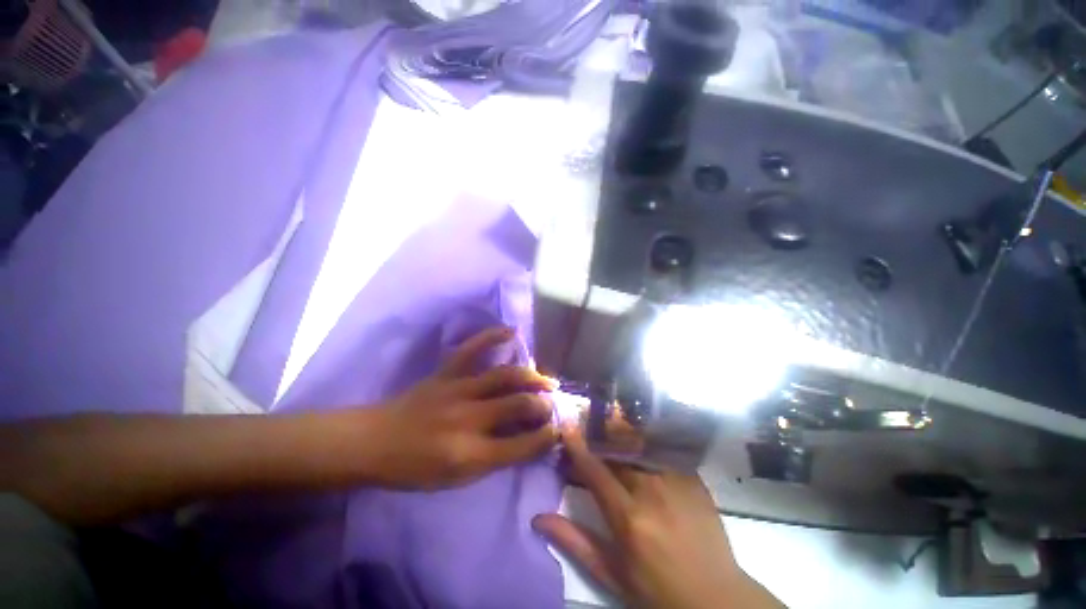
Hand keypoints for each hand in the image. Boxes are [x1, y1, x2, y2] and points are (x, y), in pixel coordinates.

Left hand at [368, 327, 558, 488]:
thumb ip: (495, 460)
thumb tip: (528, 441)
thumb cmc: (414, 469)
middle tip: (554, 404)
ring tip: (546, 380)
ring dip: (531, 376)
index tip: (558, 430)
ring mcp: (457, 390)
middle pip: (518, 405)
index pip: (522, 445)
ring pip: (505, 376)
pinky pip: (472, 348)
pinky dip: (492, 336)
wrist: (374, 442)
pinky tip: (512, 332)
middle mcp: (468, 419)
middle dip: (543, 404)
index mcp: (470, 454)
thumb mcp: (457, 479)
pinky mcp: (446, 372)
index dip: (546, 437)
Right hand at [533, 424, 784, 608]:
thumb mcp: (612, 574)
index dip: (577, 445)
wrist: (715, 597)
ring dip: (618, 434)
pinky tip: (638, 439)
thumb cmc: (657, 589)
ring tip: (607, 427)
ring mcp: (675, 480)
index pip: (594, 470)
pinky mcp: (692, 477)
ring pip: (638, 443)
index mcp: (628, 517)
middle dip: (596, 435)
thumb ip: (575, 541)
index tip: (565, 425)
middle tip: (584, 429)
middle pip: (616, 449)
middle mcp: (651, 490)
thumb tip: (538, 517)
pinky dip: (644, 440)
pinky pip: (661, 448)